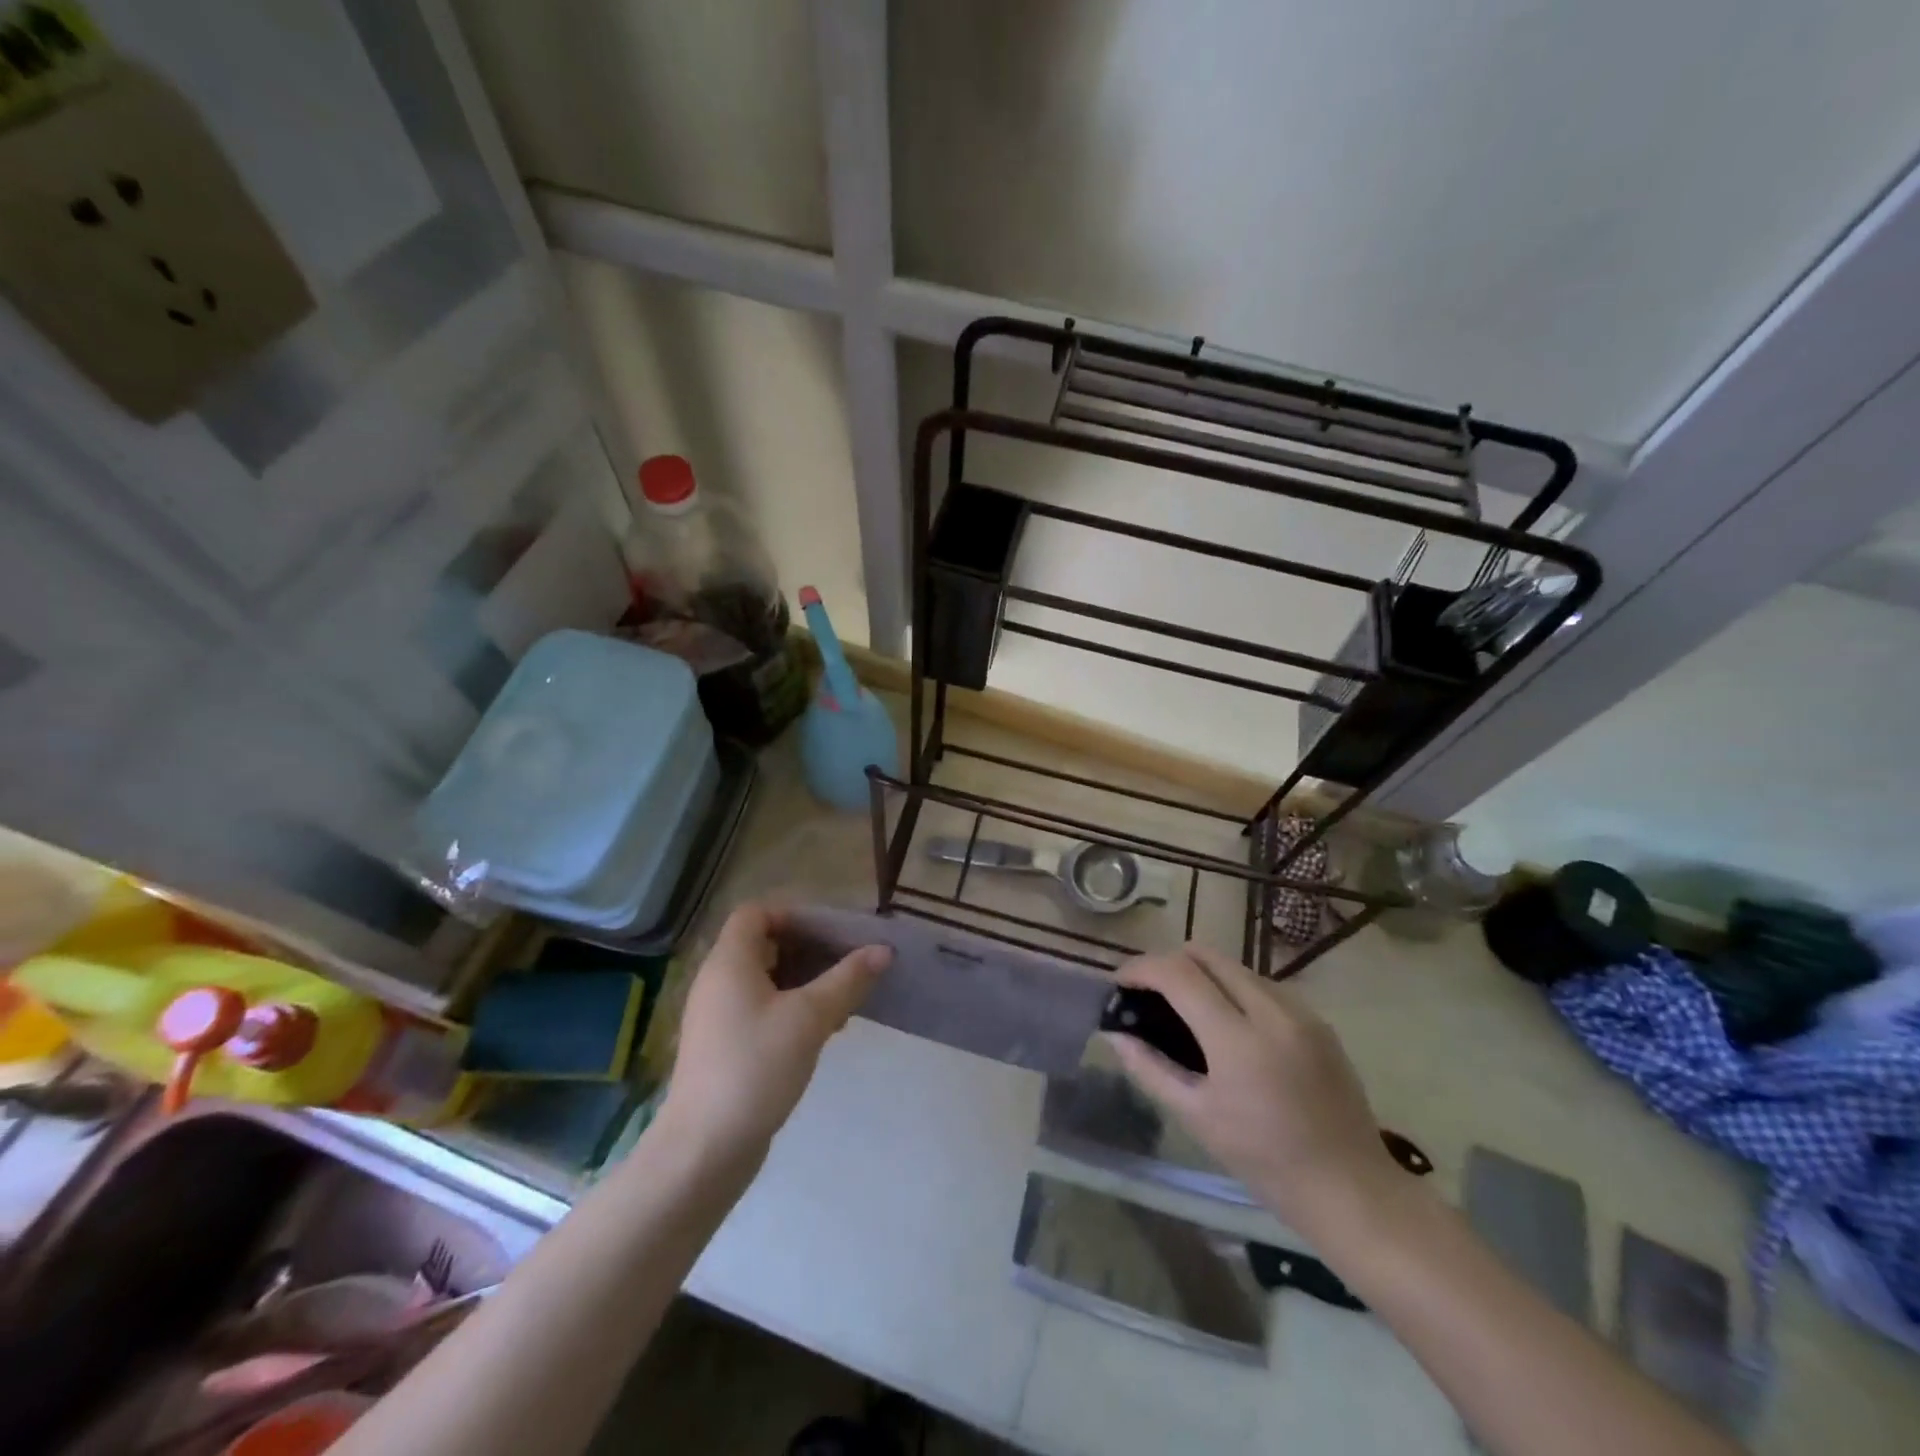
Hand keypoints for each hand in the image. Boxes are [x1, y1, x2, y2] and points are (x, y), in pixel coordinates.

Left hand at [660, 901, 890, 1160]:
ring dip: (804, 981)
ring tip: (843, 998)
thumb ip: (847, 980)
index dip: (793, 914)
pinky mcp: (725, 1046)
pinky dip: (791, 1007)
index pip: (756, 913)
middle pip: (763, 944)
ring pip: (766, 979)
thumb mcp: (809, 1018)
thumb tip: (883, 949)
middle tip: (847, 963)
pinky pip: (761, 1008)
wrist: (704, 1150)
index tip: (831, 932)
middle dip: (808, 949)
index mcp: (730, 962)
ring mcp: (718, 1016)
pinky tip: (822, 1030)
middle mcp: (718, 981)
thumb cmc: (755, 1068)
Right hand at [1104, 943, 1402, 1235]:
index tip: (1120, 983)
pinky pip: (1263, 985)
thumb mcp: (1197, 1117)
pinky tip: (1228, 1025)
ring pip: (1235, 966)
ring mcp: (1301, 1011)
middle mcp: (1271, 1011)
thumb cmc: (1264, 1160)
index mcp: (1238, 1039)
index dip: (1141, 968)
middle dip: (1169, 963)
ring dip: (1202, 974)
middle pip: (1207, 954)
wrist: (1351, 1188)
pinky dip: (1233, 989)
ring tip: (1186, 1008)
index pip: (1178, 974)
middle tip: (1149, 993)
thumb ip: (1150, 1068)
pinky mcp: (1318, 1020)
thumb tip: (1116, 1034)